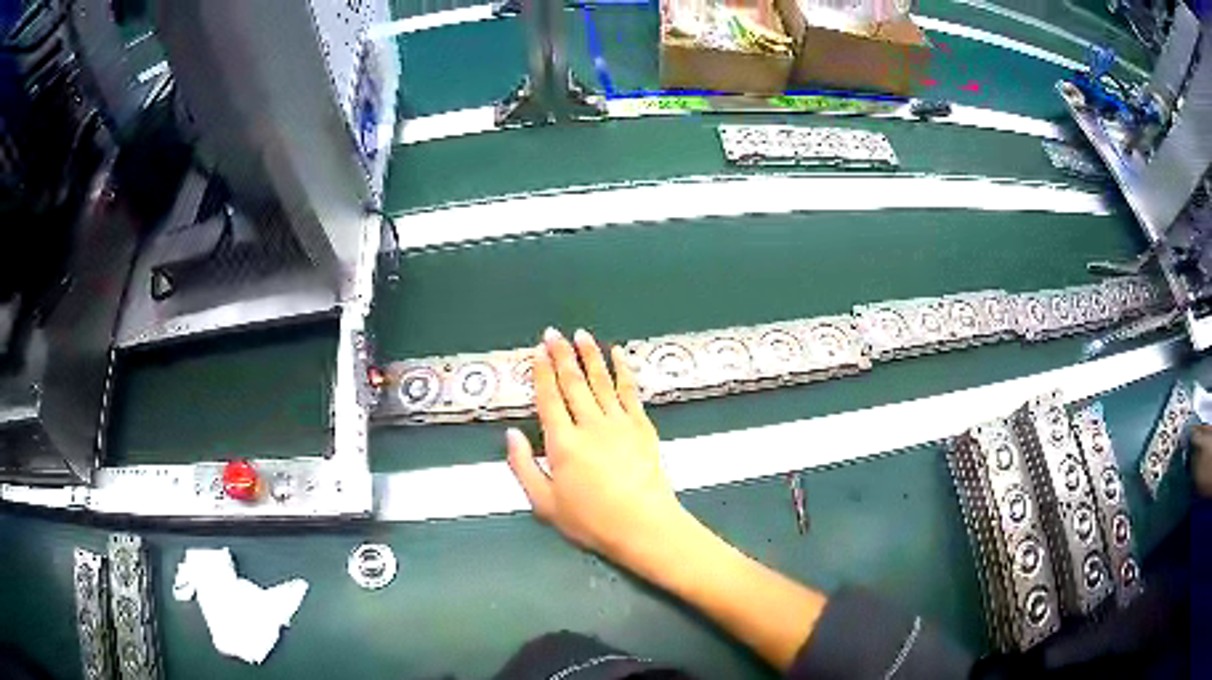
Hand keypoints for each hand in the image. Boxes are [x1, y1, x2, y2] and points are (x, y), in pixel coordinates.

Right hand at [506, 328, 687, 558]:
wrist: (642, 524)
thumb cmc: (590, 519)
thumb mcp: (544, 503)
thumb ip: (523, 467)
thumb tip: (511, 435)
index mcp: (562, 442)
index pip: (549, 399)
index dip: (542, 373)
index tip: (537, 352)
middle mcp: (589, 424)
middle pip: (573, 383)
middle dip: (561, 355)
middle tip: (554, 333)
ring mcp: (618, 422)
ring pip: (600, 380)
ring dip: (590, 355)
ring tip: (581, 335)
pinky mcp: (641, 426)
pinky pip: (629, 391)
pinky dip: (622, 370)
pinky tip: (618, 355)